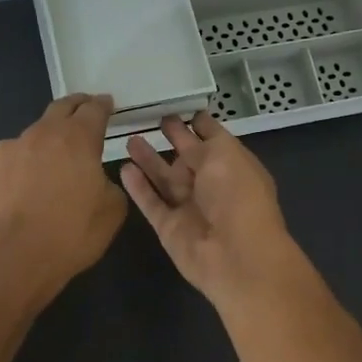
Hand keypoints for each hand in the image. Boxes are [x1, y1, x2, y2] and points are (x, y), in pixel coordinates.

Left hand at [0, 94, 127, 299]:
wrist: (13, 258)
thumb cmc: (71, 234)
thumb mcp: (112, 211)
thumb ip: (109, 184)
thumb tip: (96, 178)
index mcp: (76, 139)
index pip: (93, 109)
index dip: (102, 105)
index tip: (106, 105)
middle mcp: (39, 135)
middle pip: (59, 109)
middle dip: (73, 108)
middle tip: (81, 114)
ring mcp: (4, 151)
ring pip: (28, 142)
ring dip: (39, 149)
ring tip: (42, 175)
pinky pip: (3, 167)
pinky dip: (13, 175)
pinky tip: (14, 198)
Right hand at [120, 113, 304, 306]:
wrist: (236, 254)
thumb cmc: (238, 196)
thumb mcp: (226, 154)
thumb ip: (203, 141)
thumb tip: (191, 127)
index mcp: (233, 167)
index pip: (214, 140)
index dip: (199, 124)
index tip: (180, 107)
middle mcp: (212, 187)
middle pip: (188, 158)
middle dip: (173, 139)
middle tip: (151, 119)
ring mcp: (189, 208)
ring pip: (165, 179)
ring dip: (149, 160)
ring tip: (129, 138)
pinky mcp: (169, 228)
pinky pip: (151, 203)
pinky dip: (138, 187)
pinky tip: (123, 168)